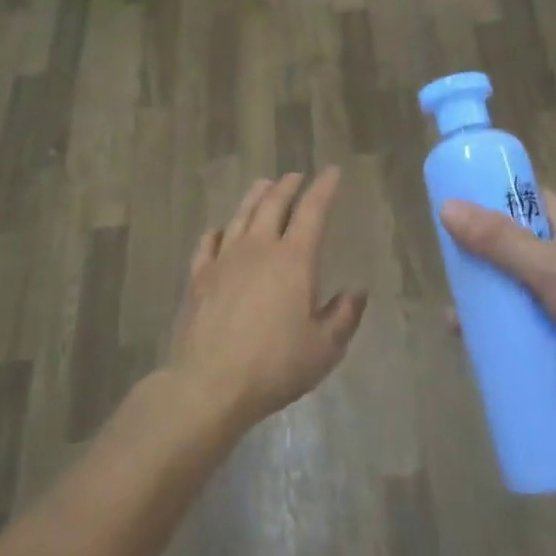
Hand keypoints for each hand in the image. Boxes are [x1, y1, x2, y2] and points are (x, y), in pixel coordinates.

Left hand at [168, 170, 366, 429]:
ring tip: (263, 185)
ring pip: (240, 215)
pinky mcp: (199, 277)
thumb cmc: (275, 366)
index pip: (313, 211)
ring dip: (255, 197)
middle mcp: (258, 248)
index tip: (332, 172)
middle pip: (273, 204)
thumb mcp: (325, 348)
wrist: (210, 384)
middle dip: (287, 185)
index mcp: (294, 260)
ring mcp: (224, 259)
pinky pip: (209, 243)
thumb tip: (356, 292)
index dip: (324, 188)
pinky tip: (220, 230)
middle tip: (296, 175)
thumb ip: (344, 316)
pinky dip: (218, 231)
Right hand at [439, 188, 555, 418]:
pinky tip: (475, 343)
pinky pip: (524, 318)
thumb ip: (499, 241)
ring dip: (486, 297)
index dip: (487, 198)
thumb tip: (447, 207)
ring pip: (514, 284)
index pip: (521, 197)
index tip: (452, 209)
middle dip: (478, 257)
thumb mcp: (547, 269)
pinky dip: (502, 326)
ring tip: (454, 319)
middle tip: (447, 271)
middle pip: (510, 243)